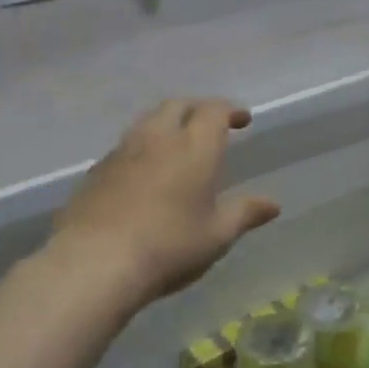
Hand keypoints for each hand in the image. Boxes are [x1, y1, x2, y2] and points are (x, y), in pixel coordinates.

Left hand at [53, 98, 281, 304]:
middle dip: (197, 109)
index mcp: (194, 146)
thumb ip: (244, 213)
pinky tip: (144, 172)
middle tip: (210, 124)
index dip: (229, 110)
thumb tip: (273, 204)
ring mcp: (123, 151)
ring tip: (176, 143)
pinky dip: (142, 148)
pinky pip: (125, 146)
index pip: (214, 110)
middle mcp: (158, 137)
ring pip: (147, 121)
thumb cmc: (169, 246)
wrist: (95, 262)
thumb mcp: (216, 235)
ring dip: (166, 123)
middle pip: (178, 105)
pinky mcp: (97, 170)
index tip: (241, 120)